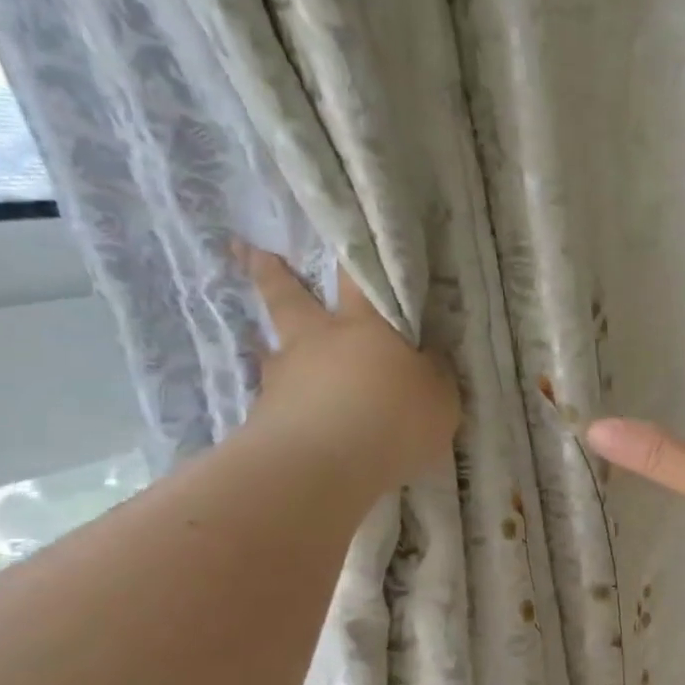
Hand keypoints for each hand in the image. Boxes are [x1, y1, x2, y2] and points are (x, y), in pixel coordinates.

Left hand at [240, 243, 458, 498]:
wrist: (326, 463)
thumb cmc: (394, 417)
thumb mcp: (439, 397)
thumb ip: (432, 374)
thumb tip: (425, 359)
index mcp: (365, 326)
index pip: (359, 278)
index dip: (351, 254)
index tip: (332, 222)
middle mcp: (317, 341)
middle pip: (288, 297)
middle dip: (269, 271)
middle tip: (245, 248)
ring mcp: (284, 377)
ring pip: (273, 349)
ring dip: (267, 344)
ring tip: (261, 344)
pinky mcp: (266, 417)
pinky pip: (274, 401)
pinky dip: (279, 403)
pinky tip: (287, 416)